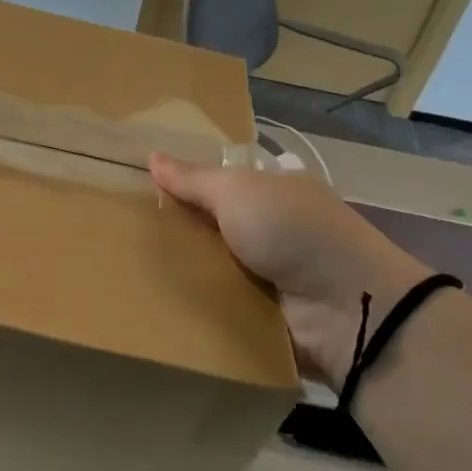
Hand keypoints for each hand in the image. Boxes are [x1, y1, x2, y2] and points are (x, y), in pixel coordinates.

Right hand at [150, 155, 429, 384]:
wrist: (346, 307)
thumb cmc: (293, 231)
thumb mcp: (239, 192)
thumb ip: (194, 179)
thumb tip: (152, 156)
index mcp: (274, 192)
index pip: (221, 184)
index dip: (184, 184)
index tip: (139, 190)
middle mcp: (274, 230)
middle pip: (212, 227)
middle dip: (176, 231)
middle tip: (124, 235)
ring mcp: (271, 274)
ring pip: (213, 268)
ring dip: (183, 272)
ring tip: (128, 272)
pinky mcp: (265, 314)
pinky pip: (222, 305)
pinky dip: (199, 306)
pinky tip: (156, 304)